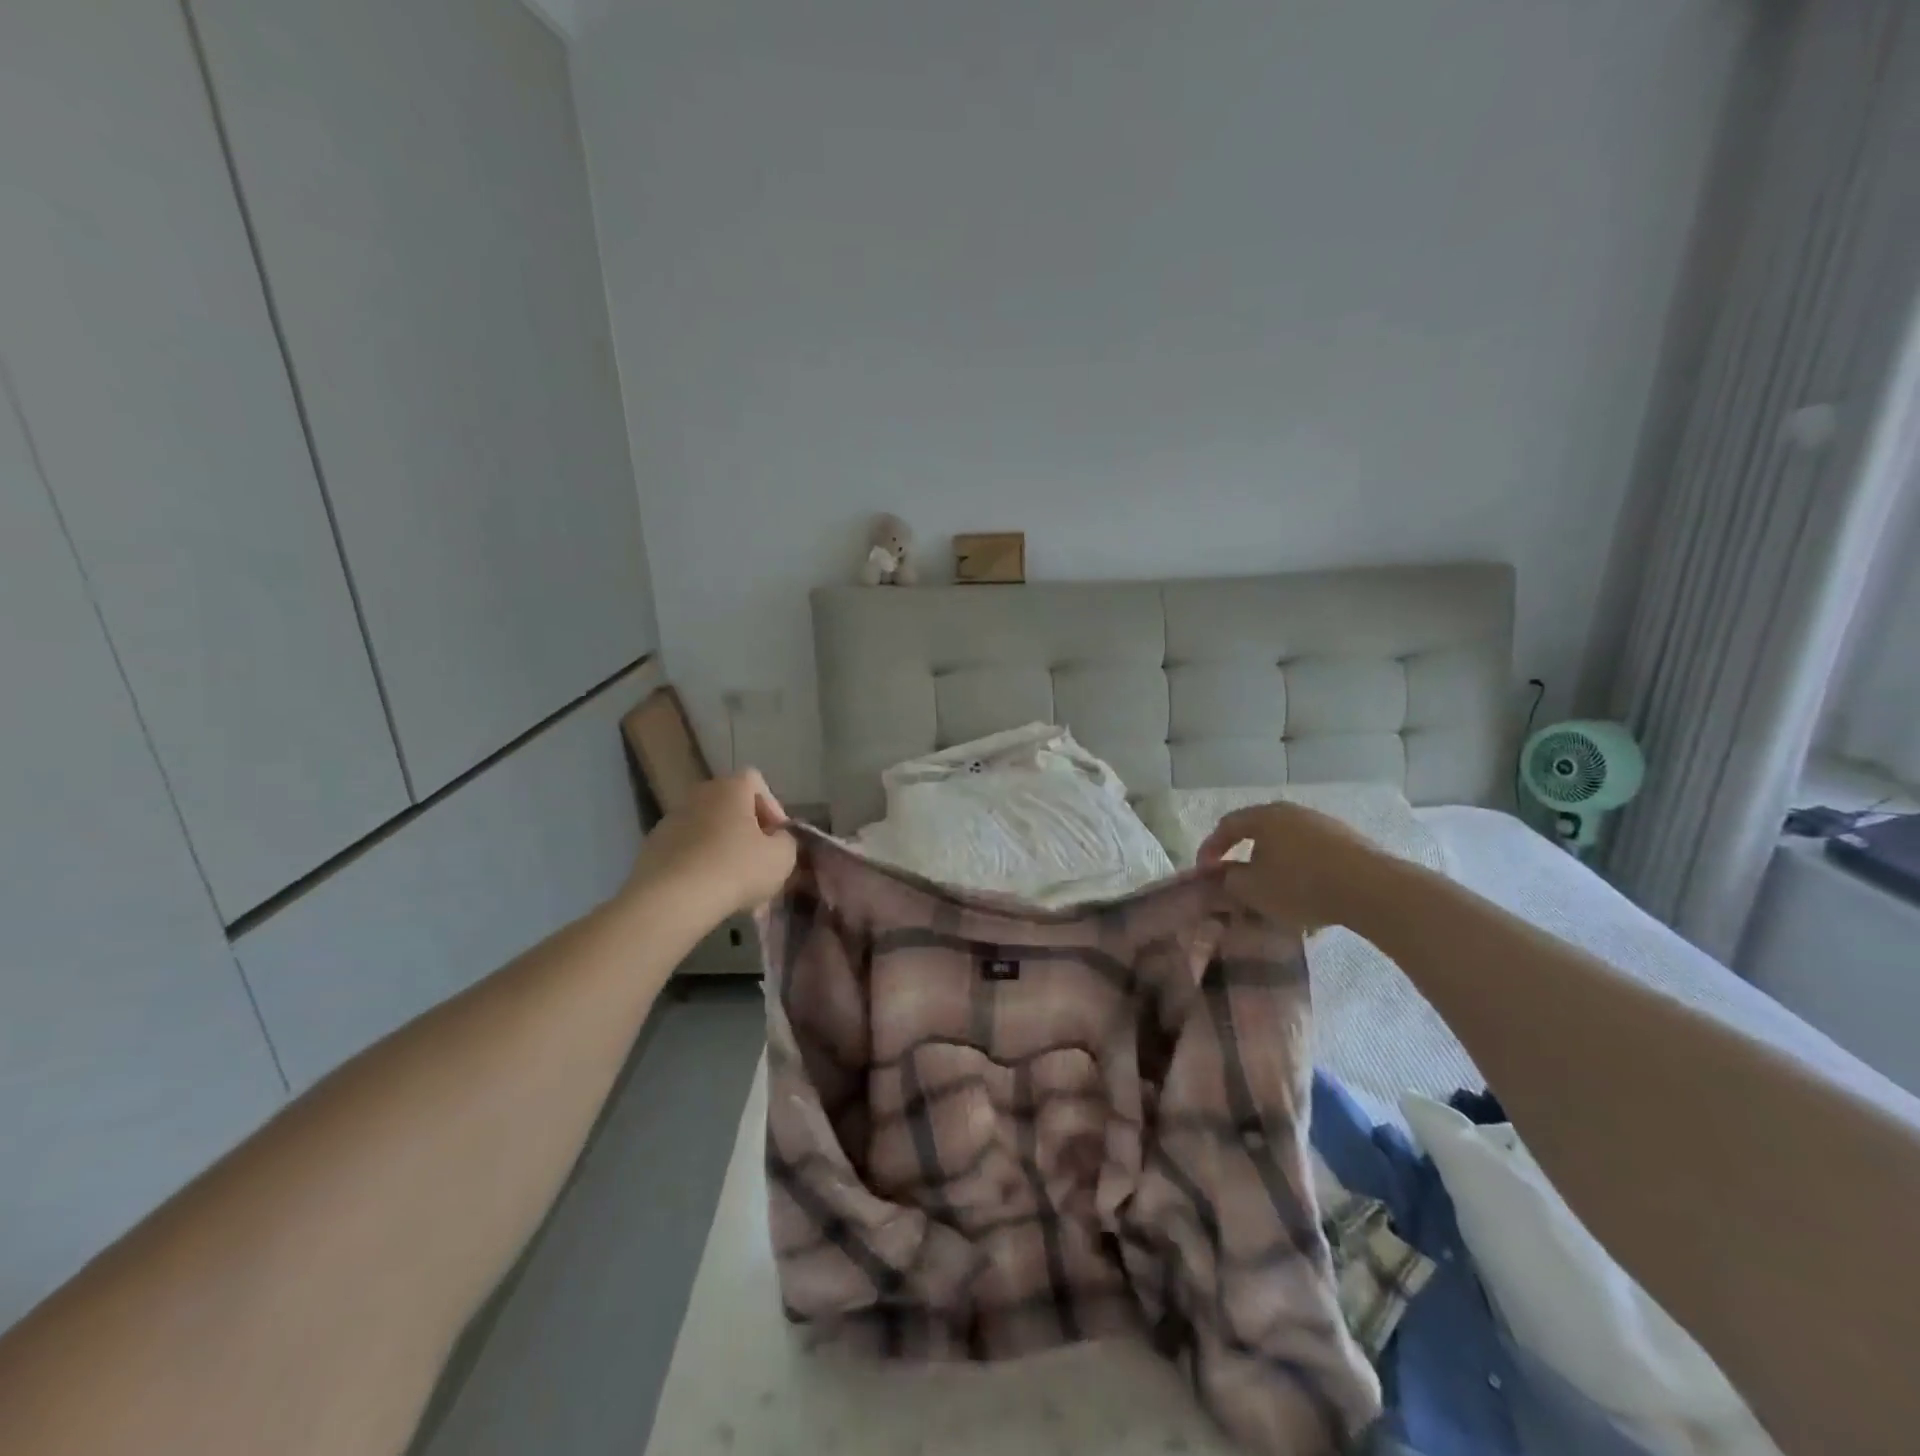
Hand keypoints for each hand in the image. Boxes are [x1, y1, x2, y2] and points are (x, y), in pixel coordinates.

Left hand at [627, 770, 796, 920]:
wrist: (672, 900)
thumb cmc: (736, 868)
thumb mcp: (782, 857)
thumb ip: (787, 841)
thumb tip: (777, 839)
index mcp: (730, 788)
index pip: (756, 781)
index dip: (772, 807)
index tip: (777, 837)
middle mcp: (698, 795)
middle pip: (731, 808)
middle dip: (748, 834)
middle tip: (760, 863)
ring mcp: (671, 821)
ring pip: (709, 832)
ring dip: (724, 852)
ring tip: (736, 887)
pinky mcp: (652, 848)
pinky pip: (687, 852)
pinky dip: (700, 867)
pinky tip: (709, 894)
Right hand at [1197, 801, 1388, 935]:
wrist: (1373, 889)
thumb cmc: (1301, 885)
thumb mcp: (1253, 889)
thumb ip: (1230, 879)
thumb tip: (1226, 873)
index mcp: (1264, 816)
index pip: (1227, 826)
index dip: (1210, 849)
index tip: (1205, 873)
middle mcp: (1292, 812)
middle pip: (1259, 831)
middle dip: (1245, 856)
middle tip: (1237, 879)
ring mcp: (1323, 824)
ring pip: (1287, 844)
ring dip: (1275, 865)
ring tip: (1274, 893)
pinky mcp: (1349, 841)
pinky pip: (1313, 854)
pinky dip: (1301, 871)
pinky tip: (1307, 897)